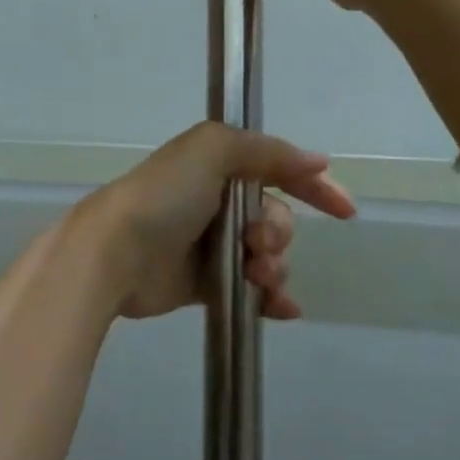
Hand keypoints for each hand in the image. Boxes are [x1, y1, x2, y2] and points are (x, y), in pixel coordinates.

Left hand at [72, 123, 355, 321]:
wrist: (114, 253)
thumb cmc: (165, 196)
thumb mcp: (212, 150)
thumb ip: (268, 151)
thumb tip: (317, 160)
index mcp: (219, 165)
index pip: (278, 170)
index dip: (314, 187)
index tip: (345, 210)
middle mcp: (217, 201)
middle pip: (277, 218)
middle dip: (279, 231)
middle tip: (257, 241)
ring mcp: (212, 244)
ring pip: (268, 256)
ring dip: (274, 266)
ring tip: (256, 273)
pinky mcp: (205, 284)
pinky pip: (251, 291)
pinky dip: (271, 299)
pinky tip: (282, 309)